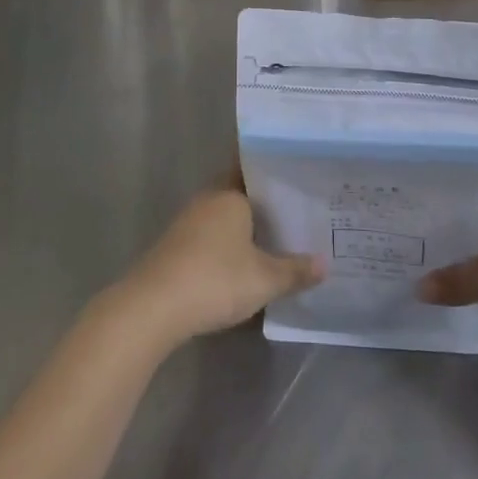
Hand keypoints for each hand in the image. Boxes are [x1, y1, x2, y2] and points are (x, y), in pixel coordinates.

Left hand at [116, 184, 323, 350]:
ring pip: (225, 216)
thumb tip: (325, 264)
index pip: (256, 170)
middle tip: (298, 211)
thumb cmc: (214, 279)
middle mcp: (208, 199)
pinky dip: (228, 244)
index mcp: (229, 194)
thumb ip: (295, 271)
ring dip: (245, 227)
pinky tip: (243, 262)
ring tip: (278, 238)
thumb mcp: (264, 280)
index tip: (300, 179)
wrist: (152, 308)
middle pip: (241, 193)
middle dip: (265, 204)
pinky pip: (210, 236)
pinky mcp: (175, 247)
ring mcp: (188, 223)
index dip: (277, 175)